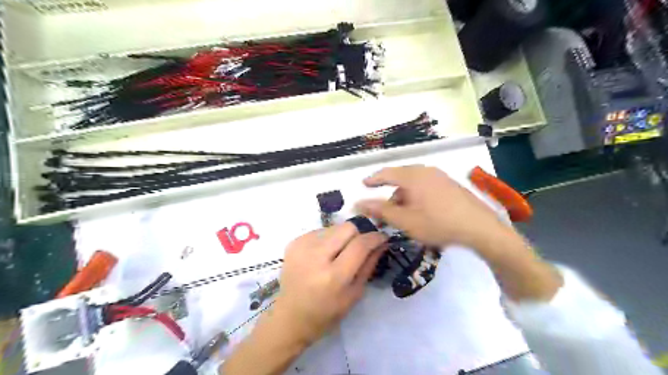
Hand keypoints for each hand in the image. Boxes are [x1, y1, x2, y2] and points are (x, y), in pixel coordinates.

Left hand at [271, 221, 386, 346]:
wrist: (291, 316)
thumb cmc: (327, 312)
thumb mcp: (355, 294)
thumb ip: (369, 265)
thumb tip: (382, 242)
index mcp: (334, 276)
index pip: (360, 245)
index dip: (375, 237)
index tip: (382, 237)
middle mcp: (316, 257)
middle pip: (347, 227)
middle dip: (359, 233)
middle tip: (360, 245)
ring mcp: (302, 247)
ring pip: (334, 227)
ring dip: (342, 236)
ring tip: (339, 252)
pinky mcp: (293, 243)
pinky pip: (320, 231)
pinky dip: (328, 239)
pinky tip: (324, 254)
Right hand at [357, 168, 509, 251]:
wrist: (479, 228)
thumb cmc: (438, 224)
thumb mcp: (405, 220)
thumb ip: (380, 210)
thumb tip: (358, 203)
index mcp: (413, 176)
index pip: (386, 173)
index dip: (373, 179)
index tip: (363, 185)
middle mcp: (426, 171)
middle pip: (401, 177)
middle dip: (390, 192)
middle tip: (384, 209)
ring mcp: (440, 176)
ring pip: (414, 182)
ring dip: (404, 195)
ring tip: (403, 213)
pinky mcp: (450, 184)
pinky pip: (426, 184)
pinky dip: (417, 194)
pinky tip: (421, 210)